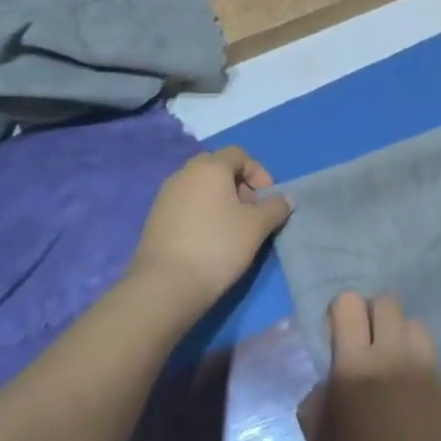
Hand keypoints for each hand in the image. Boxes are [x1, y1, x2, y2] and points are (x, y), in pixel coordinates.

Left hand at [130, 147, 290, 317]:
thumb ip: (275, 208)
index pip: (237, 154)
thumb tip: (285, 199)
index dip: (257, 172)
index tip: (267, 198)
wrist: (166, 285)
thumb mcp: (257, 227)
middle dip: (237, 184)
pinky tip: (208, 240)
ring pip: (199, 187)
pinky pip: (184, 204)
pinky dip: (200, 213)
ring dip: (218, 199)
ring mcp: (165, 196)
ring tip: (230, 228)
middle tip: (249, 211)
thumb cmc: (218, 246)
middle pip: (216, 167)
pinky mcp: (155, 219)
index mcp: (210, 167)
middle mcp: (184, 174)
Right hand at [298, 293, 440, 440]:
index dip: (339, 311)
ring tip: (392, 360)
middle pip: (385, 301)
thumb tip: (326, 384)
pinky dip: (417, 357)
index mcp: (354, 365)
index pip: (348, 303)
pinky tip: (411, 386)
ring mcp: (424, 365)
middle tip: (364, 344)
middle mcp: (392, 353)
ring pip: (413, 321)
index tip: (335, 335)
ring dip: (399, 332)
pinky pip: (430, 351)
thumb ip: (316, 403)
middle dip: (371, 314)